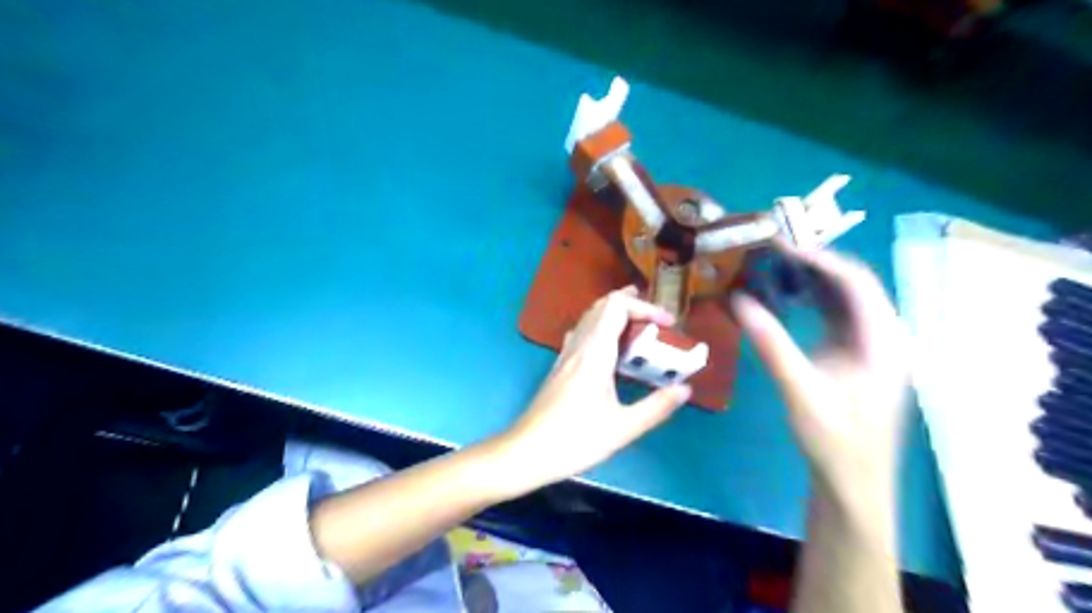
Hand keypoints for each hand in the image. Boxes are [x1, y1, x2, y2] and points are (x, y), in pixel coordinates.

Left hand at [498, 286, 689, 493]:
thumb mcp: (623, 429)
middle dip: (631, 303)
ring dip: (615, 313)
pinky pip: (582, 333)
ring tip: (639, 327)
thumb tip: (685, 389)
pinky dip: (602, 328)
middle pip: (602, 305)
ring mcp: (566, 355)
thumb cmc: (575, 440)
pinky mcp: (560, 366)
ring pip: (589, 317)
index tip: (669, 324)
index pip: (617, 307)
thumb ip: (657, 407)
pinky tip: (611, 348)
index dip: (645, 307)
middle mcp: (578, 346)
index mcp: (594, 353)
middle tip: (657, 317)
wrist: (526, 451)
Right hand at [733, 246, 914, 510]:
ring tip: (775, 267)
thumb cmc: (834, 440)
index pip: (856, 283)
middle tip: (772, 252)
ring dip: (812, 280)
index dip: (819, 260)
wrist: (853, 481)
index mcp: (884, 341)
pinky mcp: (856, 354)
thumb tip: (738, 299)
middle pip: (853, 284)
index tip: (779, 248)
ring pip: (844, 298)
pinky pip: (835, 315)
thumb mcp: (800, 391)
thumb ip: (770, 343)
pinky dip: (811, 301)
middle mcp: (884, 335)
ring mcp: (872, 345)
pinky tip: (786, 297)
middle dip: (814, 264)